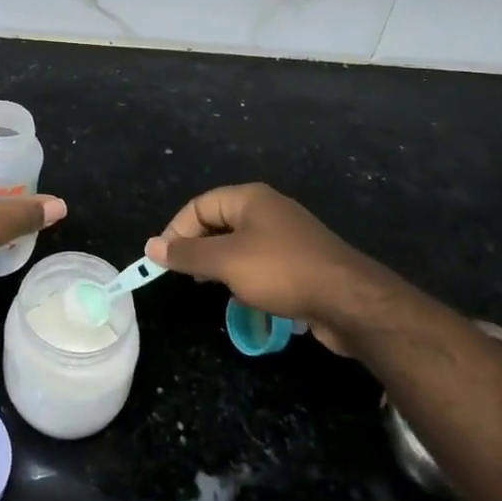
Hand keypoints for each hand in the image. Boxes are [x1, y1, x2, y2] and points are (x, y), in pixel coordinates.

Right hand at [145, 184, 400, 355]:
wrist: (350, 302)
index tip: (164, 261)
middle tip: (186, 275)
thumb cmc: (281, 271)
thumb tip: (150, 246)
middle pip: (218, 222)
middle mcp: (268, 210)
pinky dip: (246, 276)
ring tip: (212, 287)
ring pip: (239, 245)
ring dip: (221, 264)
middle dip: (198, 248)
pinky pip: (261, 262)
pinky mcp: (301, 262)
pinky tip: (245, 297)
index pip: (199, 205)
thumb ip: (186, 254)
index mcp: (249, 198)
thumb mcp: (225, 262)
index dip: (176, 231)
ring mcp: (287, 236)